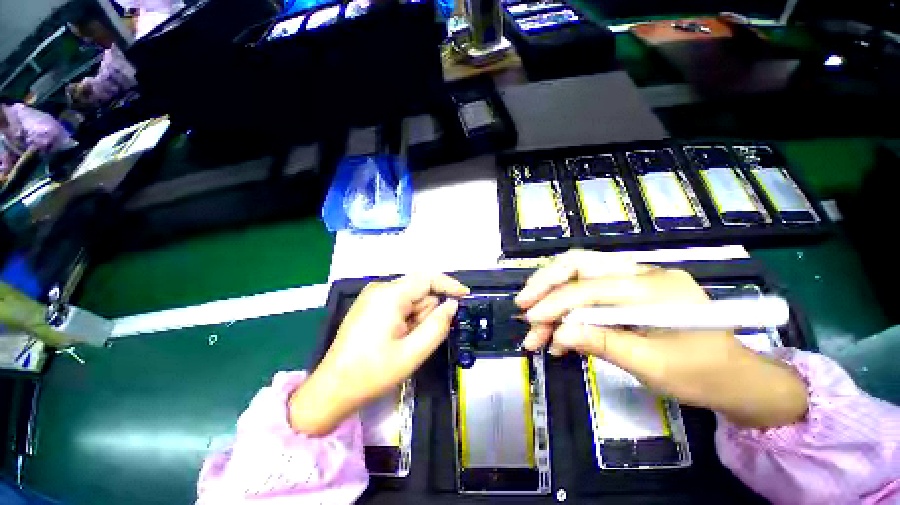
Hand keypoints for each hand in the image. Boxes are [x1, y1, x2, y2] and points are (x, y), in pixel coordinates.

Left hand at [290, 274, 467, 434]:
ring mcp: (373, 296)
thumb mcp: (413, 353)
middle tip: (419, 338)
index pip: (427, 278)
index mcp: (390, 295)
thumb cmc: (372, 373)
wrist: (331, 389)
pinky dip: (406, 318)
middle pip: (419, 289)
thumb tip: (452, 305)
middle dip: (427, 311)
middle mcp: (380, 288)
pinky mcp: (370, 304)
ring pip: (410, 297)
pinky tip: (396, 338)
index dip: (449, 285)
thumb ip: (438, 325)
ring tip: (404, 342)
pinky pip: (399, 303)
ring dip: (416, 317)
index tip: (465, 296)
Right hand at [516, 249, 808, 428]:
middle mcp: (642, 273)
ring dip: (551, 295)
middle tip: (523, 302)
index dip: (555, 303)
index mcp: (656, 289)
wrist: (737, 378)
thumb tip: (558, 334)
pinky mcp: (627, 289)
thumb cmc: (703, 376)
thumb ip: (603, 344)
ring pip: (578, 273)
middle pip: (580, 263)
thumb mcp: (653, 366)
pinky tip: (559, 332)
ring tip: (535, 324)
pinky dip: (567, 308)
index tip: (530, 320)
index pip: (591, 287)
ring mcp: (635, 278)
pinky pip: (587, 289)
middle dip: (545, 282)